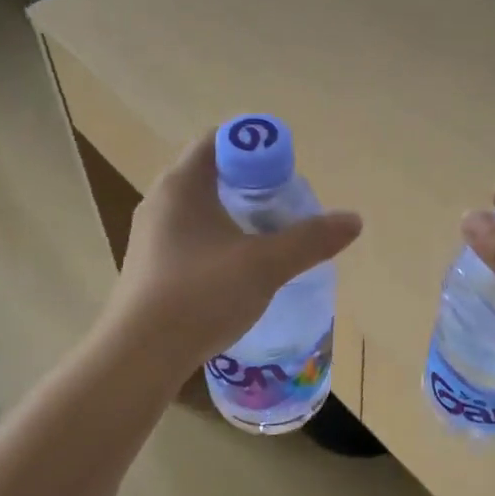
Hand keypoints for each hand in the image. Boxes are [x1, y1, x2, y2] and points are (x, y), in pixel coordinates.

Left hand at [100, 132, 362, 380]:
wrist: (140, 356)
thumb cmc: (201, 295)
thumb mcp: (265, 265)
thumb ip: (310, 240)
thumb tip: (354, 220)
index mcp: (182, 184)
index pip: (219, 139)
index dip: (256, 146)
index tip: (286, 171)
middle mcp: (160, 200)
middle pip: (212, 173)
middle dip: (252, 183)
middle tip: (285, 205)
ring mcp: (151, 235)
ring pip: (201, 208)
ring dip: (235, 214)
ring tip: (269, 238)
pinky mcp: (150, 265)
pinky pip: (190, 236)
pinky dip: (218, 240)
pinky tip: (238, 269)